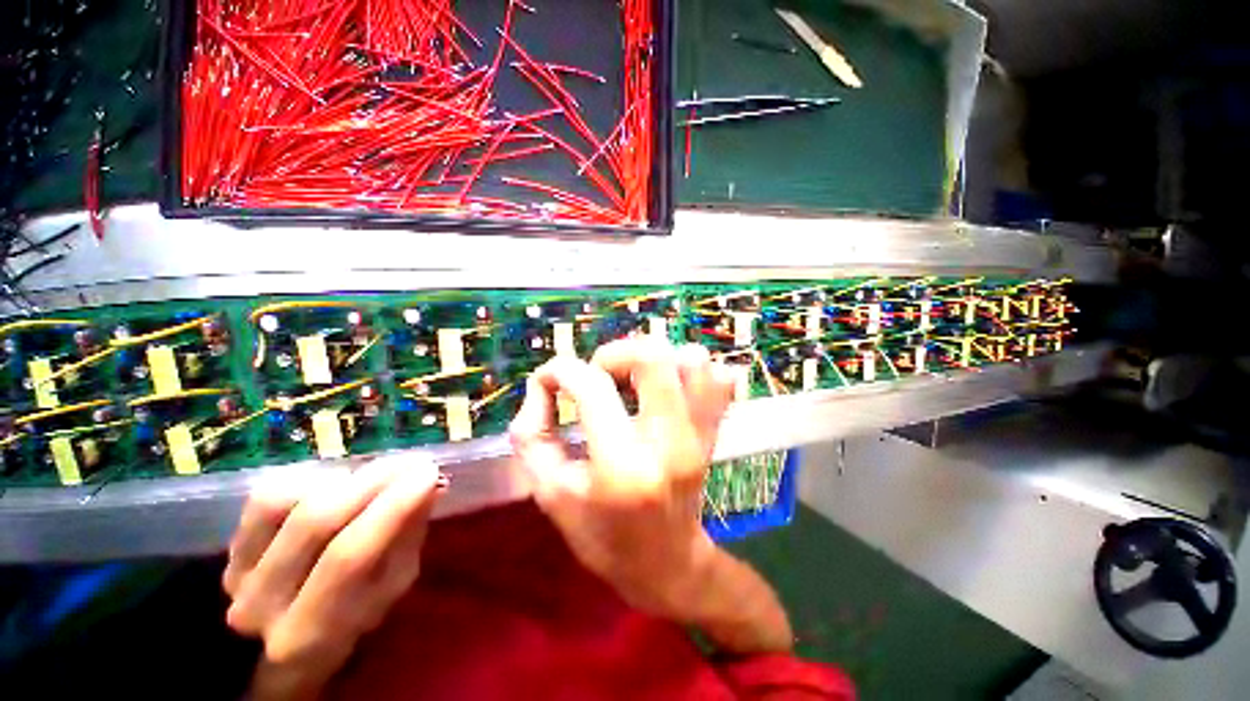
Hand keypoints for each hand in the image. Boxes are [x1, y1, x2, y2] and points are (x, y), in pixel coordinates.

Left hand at [223, 458, 442, 700]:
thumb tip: (430, 485)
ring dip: (345, 480)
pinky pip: (267, 494)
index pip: (350, 558)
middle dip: (373, 480)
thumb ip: (408, 536)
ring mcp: (237, 573)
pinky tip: (336, 485)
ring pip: (286, 501)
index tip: (428, 472)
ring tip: (374, 479)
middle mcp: (261, 605)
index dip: (391, 507)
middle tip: (411, 460)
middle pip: (315, 523)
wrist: (287, 631)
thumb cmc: (355, 611)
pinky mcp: (229, 545)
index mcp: (311, 632)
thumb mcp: (392, 586)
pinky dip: (311, 479)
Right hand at [509, 338, 735, 618]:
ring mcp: (700, 434)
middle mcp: (669, 441)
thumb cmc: (603, 535)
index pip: (592, 387)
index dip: (561, 371)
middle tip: (600, 377)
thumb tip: (542, 384)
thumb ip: (533, 433)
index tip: (549, 380)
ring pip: (693, 360)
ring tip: (634, 383)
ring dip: (655, 360)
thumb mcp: (550, 494)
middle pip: (653, 357)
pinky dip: (692, 371)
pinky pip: (721, 379)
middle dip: (615, 354)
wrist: (668, 565)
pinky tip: (669, 389)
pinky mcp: (714, 431)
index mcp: (623, 466)